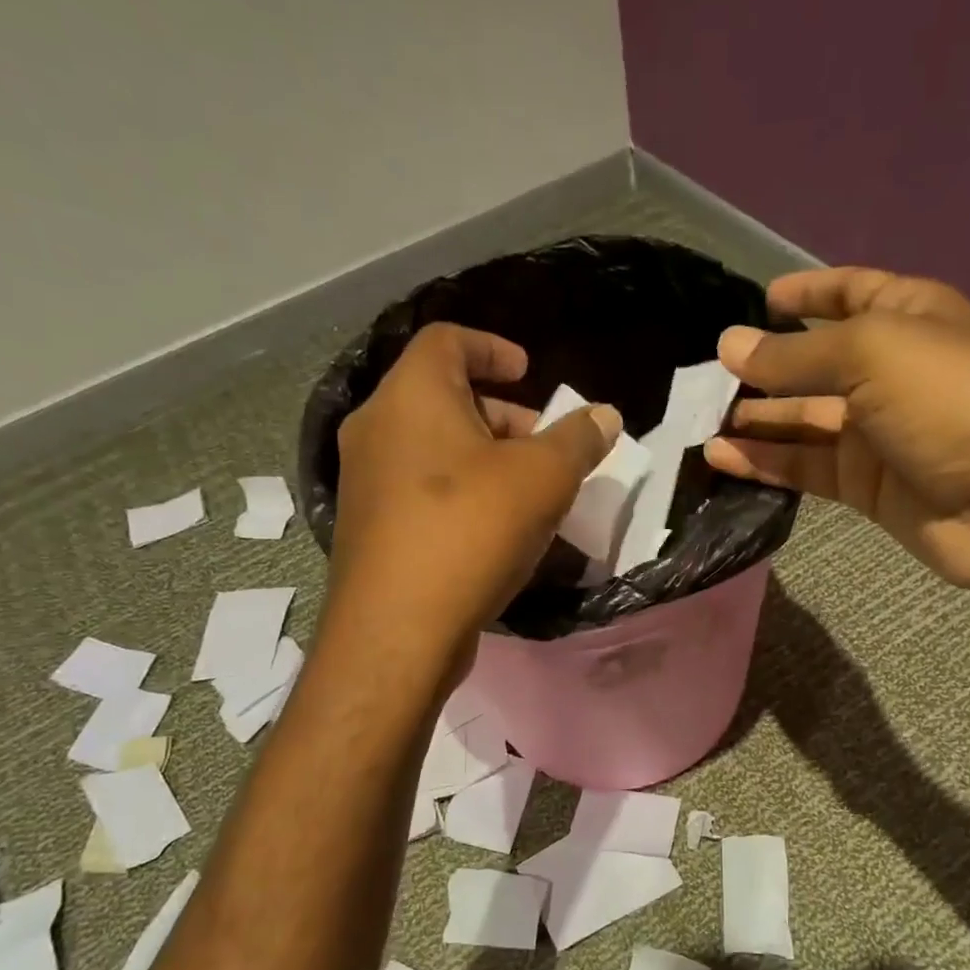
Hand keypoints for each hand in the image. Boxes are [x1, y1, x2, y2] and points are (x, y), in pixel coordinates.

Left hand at [327, 323, 620, 656]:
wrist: (398, 629)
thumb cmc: (470, 531)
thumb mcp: (543, 479)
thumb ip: (578, 440)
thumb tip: (604, 416)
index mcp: (411, 395)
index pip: (447, 340)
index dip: (493, 348)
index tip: (529, 372)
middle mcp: (376, 428)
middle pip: (442, 397)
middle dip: (501, 416)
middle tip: (543, 445)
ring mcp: (365, 482)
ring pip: (432, 449)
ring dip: (484, 459)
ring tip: (529, 493)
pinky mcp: (370, 528)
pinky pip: (421, 491)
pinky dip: (461, 493)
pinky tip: (496, 531)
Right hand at [704, 267, 969, 594]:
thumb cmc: (952, 402)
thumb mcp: (871, 355)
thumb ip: (794, 356)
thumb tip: (728, 345)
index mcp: (908, 318)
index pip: (853, 293)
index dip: (810, 294)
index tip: (762, 299)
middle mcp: (891, 372)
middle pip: (816, 364)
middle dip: (765, 367)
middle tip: (706, 378)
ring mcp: (877, 434)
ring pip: (804, 421)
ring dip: (756, 420)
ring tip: (700, 422)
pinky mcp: (865, 487)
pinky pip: (806, 467)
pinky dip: (765, 462)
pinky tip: (720, 458)